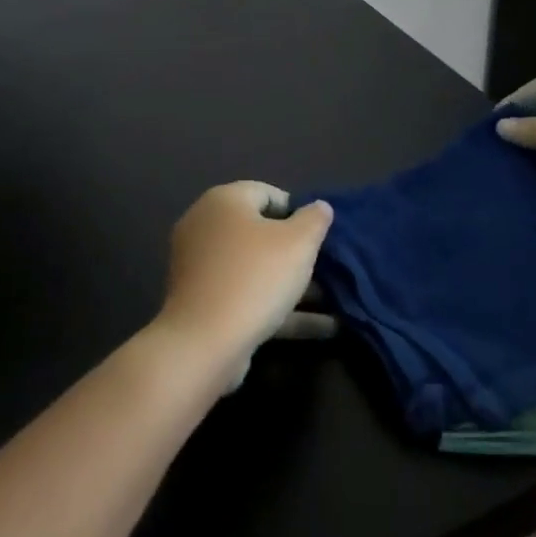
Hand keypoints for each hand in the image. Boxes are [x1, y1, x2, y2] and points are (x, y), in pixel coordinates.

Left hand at [156, 182, 333, 374]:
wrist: (205, 342)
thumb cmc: (255, 277)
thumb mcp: (299, 242)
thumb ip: (314, 219)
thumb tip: (320, 206)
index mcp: (222, 202)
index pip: (266, 193)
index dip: (298, 211)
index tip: (320, 235)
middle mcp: (205, 228)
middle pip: (260, 232)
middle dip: (297, 251)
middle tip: (327, 267)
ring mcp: (201, 268)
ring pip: (255, 269)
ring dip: (293, 284)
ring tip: (334, 299)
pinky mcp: (204, 304)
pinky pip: (247, 296)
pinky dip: (280, 307)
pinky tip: (322, 326)